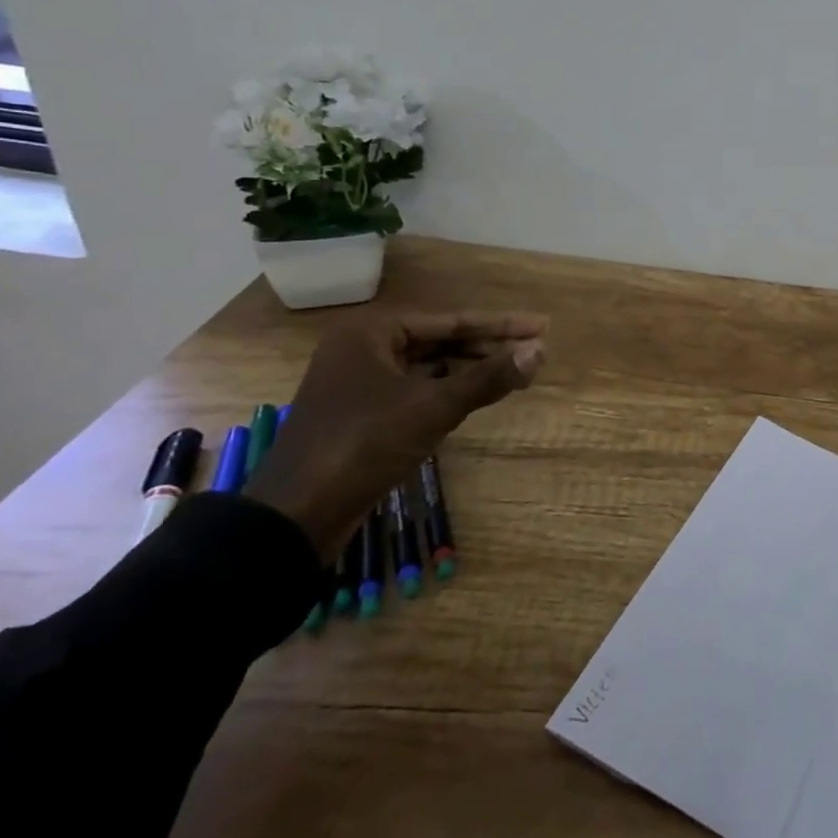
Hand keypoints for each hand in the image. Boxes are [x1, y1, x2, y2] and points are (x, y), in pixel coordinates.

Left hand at [244, 310, 546, 559]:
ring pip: (430, 366)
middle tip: (534, 351)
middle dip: (488, 347)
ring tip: (515, 372)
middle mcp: (363, 348)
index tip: (543, 325)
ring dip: (471, 369)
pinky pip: (416, 389)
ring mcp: (359, 381)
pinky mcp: (362, 412)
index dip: (502, 325)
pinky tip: (478, 396)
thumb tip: (540, 351)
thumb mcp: (433, 407)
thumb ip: (488, 377)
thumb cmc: (364, 445)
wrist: (295, 516)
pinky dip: (449, 390)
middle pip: (441, 340)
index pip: (453, 321)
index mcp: (372, 332)